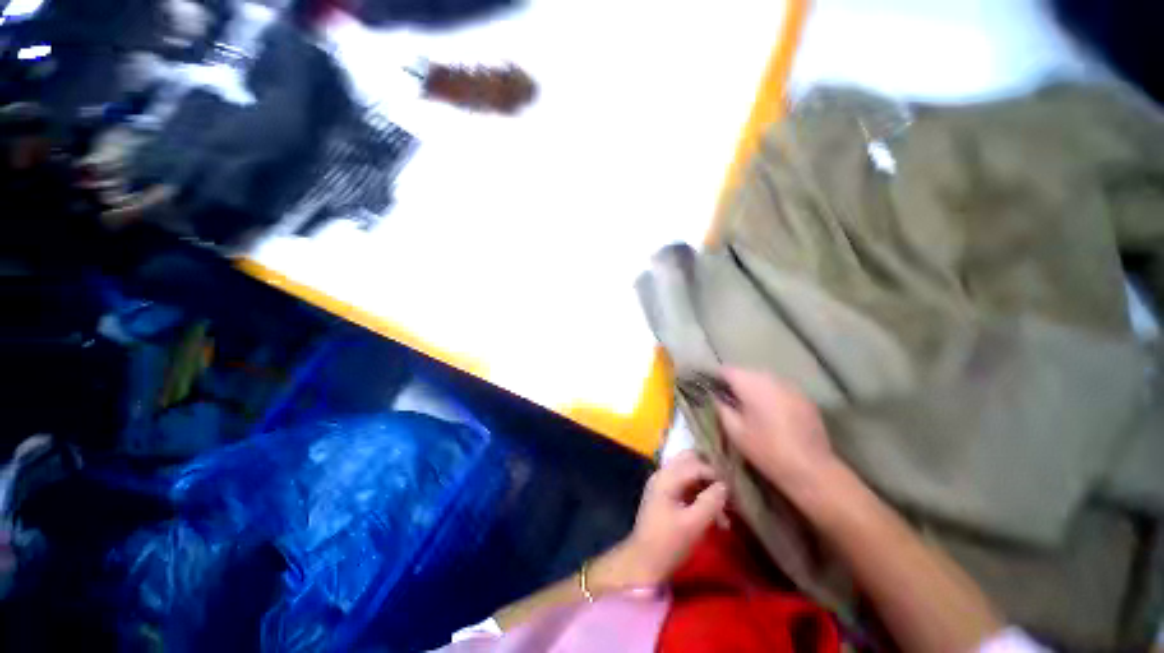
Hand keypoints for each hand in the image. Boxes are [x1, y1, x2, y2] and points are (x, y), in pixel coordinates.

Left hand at [600, 451, 727, 589]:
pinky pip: (684, 485)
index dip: (715, 475)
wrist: (644, 562)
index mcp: (666, 478)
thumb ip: (710, 502)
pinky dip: (698, 495)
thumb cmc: (668, 543)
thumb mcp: (694, 525)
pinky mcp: (664, 495)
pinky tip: (712, 515)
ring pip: (688, 473)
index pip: (695, 464)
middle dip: (709, 474)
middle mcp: (662, 474)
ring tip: (723, 513)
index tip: (733, 491)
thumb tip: (725, 486)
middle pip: (689, 461)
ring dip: (705, 487)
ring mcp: (662, 484)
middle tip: (727, 494)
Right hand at [714, 368, 839, 493]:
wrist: (811, 469)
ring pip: (764, 379)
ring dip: (754, 388)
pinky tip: (770, 413)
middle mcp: (771, 378)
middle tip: (727, 400)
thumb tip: (714, 396)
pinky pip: (780, 388)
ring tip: (748, 406)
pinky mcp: (804, 397)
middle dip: (735, 383)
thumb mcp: (734, 431)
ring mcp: (791, 386)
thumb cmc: (766, 449)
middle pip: (746, 372)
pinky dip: (771, 395)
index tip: (710, 390)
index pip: (726, 370)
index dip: (715, 378)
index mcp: (751, 383)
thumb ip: (721, 407)